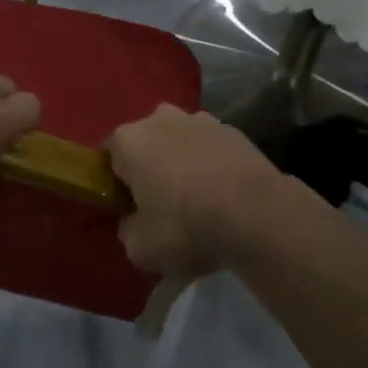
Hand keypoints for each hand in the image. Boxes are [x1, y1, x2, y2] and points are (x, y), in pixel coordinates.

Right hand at [107, 105, 287, 279]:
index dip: (117, 181)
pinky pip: (211, 148)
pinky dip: (213, 164)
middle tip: (162, 203)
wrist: (257, 214)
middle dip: (151, 165)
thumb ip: (128, 230)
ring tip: (199, 199)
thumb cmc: (186, 226)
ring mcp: (201, 119)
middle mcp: (160, 119)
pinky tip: (224, 194)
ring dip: (183, 162)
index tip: (129, 206)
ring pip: (181, 141)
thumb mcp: (141, 248)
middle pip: (147, 142)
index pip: (110, 156)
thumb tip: (134, 222)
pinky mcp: (234, 130)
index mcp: (129, 140)